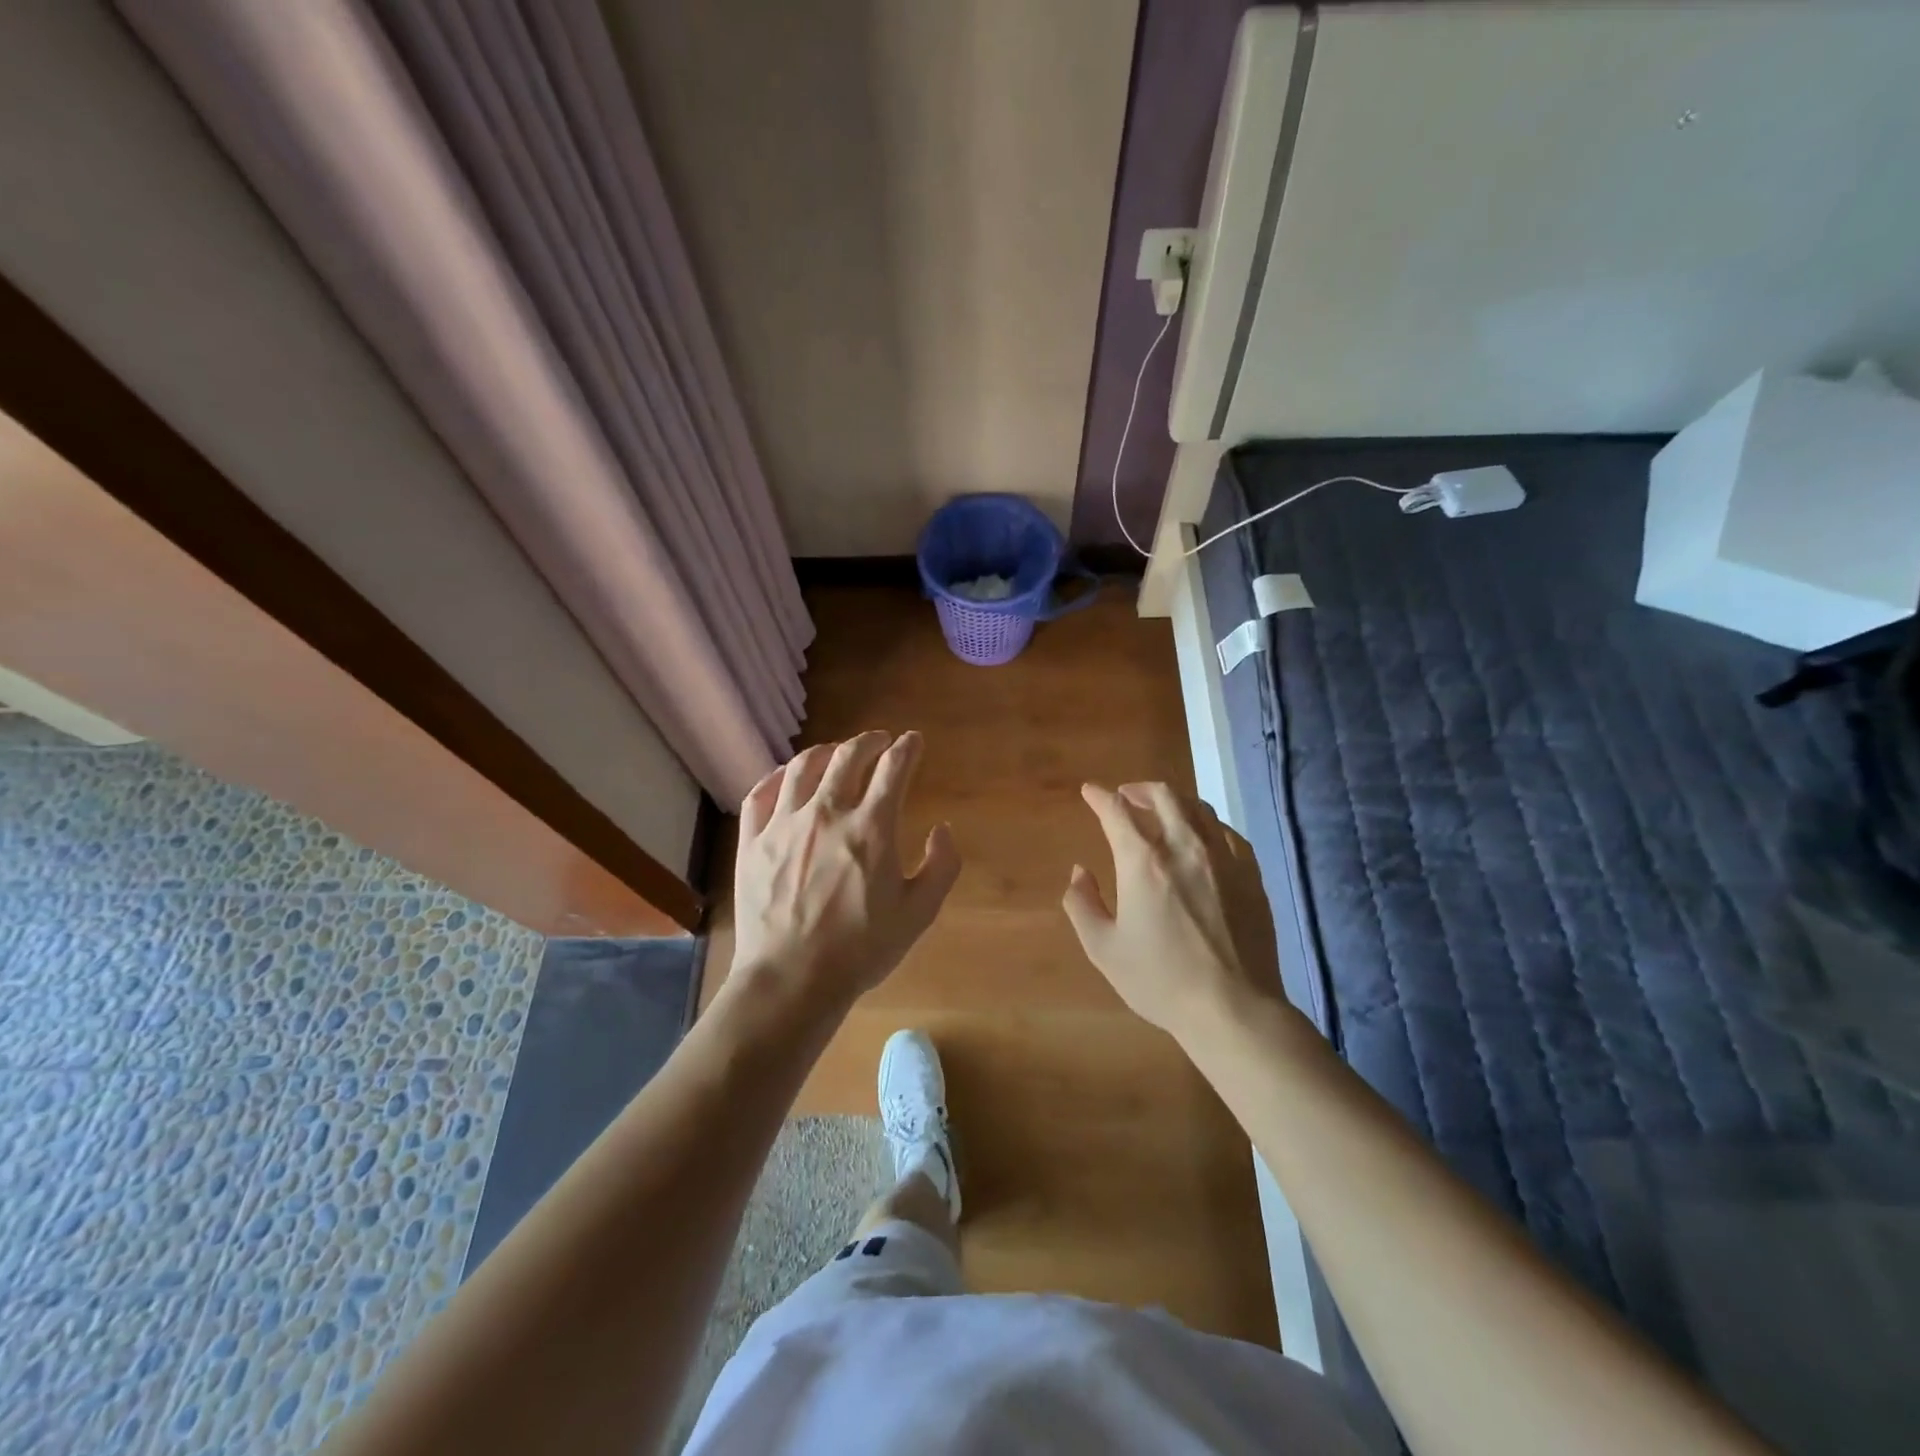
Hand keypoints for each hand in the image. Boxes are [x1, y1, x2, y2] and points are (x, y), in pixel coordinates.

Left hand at [729, 730, 960, 1014]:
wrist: (792, 979)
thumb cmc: (861, 949)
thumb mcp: (919, 913)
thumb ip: (941, 866)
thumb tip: (942, 829)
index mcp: (871, 827)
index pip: (893, 768)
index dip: (907, 748)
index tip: (913, 741)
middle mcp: (827, 813)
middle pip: (848, 756)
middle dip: (869, 741)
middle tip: (880, 741)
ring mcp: (784, 824)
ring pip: (803, 767)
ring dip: (826, 751)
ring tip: (836, 752)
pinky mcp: (752, 842)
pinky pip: (760, 794)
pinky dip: (776, 777)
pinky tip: (786, 777)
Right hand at [1062, 783, 1283, 1043]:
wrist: (1233, 1008)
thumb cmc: (1160, 980)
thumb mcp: (1103, 948)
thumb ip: (1082, 904)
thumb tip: (1079, 872)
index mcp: (1143, 861)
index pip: (1117, 810)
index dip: (1100, 796)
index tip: (1090, 792)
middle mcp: (1184, 846)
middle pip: (1163, 795)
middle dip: (1138, 789)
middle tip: (1125, 797)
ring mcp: (1223, 858)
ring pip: (1198, 807)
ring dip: (1173, 801)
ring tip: (1161, 812)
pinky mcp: (1250, 874)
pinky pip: (1226, 832)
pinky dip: (1205, 824)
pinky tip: (1201, 838)